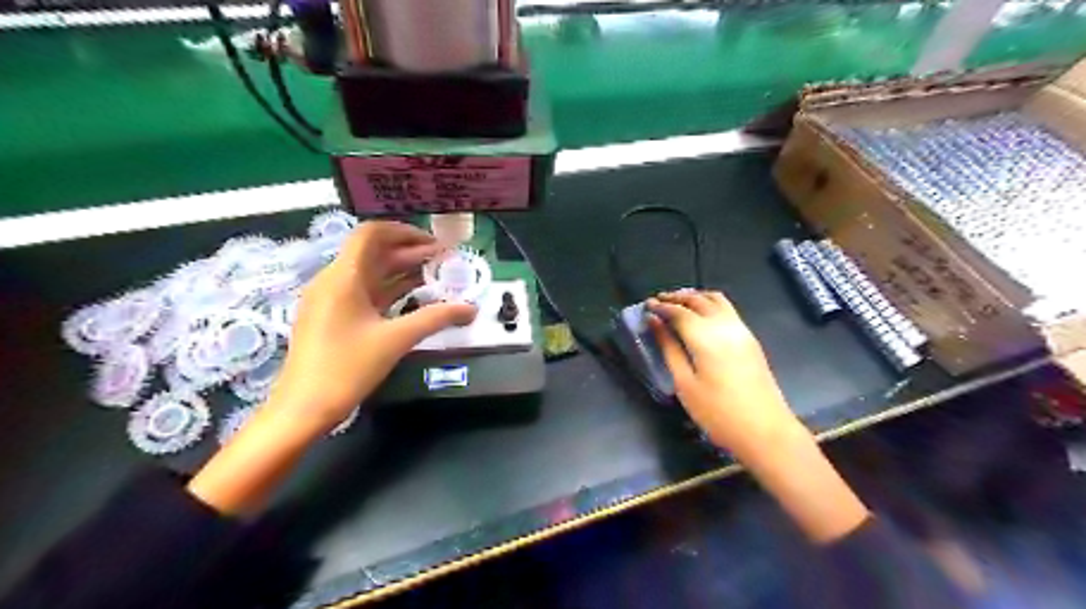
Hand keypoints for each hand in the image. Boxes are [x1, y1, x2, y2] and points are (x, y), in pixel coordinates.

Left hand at [266, 222, 475, 434]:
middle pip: (373, 252)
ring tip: (435, 275)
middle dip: (410, 252)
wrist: (302, 408)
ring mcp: (330, 299)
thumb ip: (436, 318)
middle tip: (444, 261)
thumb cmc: (347, 368)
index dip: (405, 232)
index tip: (435, 244)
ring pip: (370, 273)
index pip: (371, 234)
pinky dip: (389, 289)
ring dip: (401, 271)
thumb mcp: (396, 340)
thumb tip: (471, 309)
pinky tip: (413, 296)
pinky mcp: (331, 316)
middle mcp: (333, 280)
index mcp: (343, 277)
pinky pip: (364, 292)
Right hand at [644, 293, 805, 459]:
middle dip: (676, 297)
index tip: (645, 306)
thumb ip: (669, 348)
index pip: (679, 311)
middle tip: (657, 302)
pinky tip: (699, 316)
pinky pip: (727, 309)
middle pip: (698, 300)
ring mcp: (741, 330)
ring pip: (716, 299)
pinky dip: (709, 304)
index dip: (660, 306)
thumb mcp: (685, 383)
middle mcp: (725, 326)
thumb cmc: (718, 413)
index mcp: (706, 337)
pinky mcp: (750, 339)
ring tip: (677, 304)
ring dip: (694, 297)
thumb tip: (654, 323)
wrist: (765, 431)